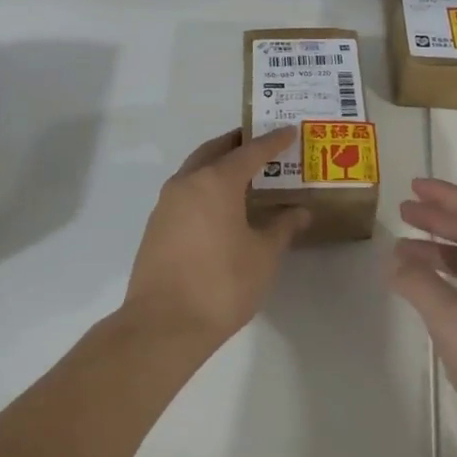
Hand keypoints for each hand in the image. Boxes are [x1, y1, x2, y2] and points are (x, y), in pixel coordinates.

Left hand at [124, 127, 310, 348]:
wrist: (163, 325)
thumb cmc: (222, 284)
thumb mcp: (264, 255)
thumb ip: (283, 227)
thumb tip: (301, 211)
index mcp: (216, 181)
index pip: (250, 151)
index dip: (272, 141)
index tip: (289, 131)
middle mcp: (187, 183)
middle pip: (215, 151)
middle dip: (238, 144)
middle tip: (261, 144)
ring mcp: (166, 204)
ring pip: (195, 170)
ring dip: (218, 165)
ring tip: (243, 174)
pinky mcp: (156, 226)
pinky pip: (185, 192)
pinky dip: (204, 186)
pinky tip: (220, 206)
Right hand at [393, 179, 456, 456]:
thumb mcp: (455, 323)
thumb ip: (420, 285)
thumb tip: (393, 258)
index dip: (445, 195)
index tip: (413, 186)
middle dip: (440, 218)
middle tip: (404, 211)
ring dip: (442, 249)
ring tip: (405, 248)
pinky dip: (451, 277)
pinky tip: (428, 286)